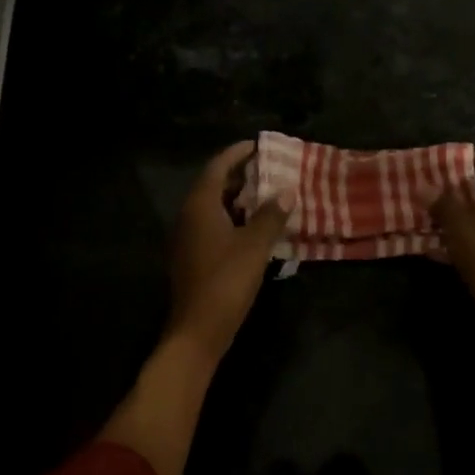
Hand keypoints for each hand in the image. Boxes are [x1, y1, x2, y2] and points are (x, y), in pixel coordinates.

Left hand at [166, 140, 289, 361]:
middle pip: (214, 185)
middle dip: (241, 176)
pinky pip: (214, 227)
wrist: (198, 329)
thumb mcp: (255, 246)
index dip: (238, 153)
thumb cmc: (226, 281)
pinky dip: (234, 221)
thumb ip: (271, 216)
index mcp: (200, 206)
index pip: (218, 167)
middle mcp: (188, 216)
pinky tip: (256, 229)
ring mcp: (188, 238)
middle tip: (270, 170)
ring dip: (239, 200)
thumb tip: (287, 190)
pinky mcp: (192, 257)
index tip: (260, 145)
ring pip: (214, 208)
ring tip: (268, 196)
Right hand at [432, 153, 474, 336]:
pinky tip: (444, 245)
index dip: (468, 161)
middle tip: (435, 189)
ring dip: (464, 216)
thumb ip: (441, 202)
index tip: (443, 162)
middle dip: (462, 190)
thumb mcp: (458, 223)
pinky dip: (471, 238)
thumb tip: (423, 187)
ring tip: (435, 216)